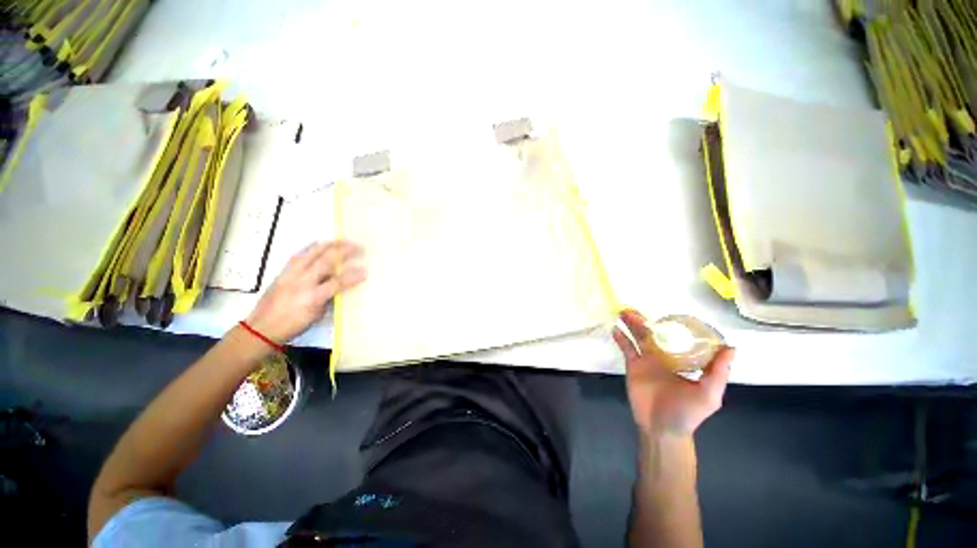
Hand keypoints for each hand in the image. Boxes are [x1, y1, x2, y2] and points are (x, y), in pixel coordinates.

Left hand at [246, 241, 365, 343]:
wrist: (262, 327)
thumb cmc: (293, 325)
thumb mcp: (316, 315)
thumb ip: (328, 298)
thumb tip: (338, 286)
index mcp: (313, 297)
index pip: (338, 282)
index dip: (353, 276)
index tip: (365, 271)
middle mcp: (302, 282)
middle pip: (325, 262)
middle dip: (343, 252)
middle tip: (357, 247)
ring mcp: (291, 275)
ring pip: (311, 254)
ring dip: (328, 245)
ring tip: (341, 240)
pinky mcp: (282, 273)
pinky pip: (297, 256)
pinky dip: (309, 248)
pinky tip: (317, 243)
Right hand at [613, 310, 732, 436]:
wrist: (662, 429)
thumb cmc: (688, 412)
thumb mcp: (709, 394)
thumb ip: (718, 372)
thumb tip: (731, 347)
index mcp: (682, 360)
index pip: (678, 338)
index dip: (673, 325)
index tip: (669, 312)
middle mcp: (663, 356)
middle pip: (653, 334)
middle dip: (645, 321)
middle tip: (636, 309)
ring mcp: (647, 360)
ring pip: (638, 337)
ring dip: (630, 325)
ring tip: (623, 313)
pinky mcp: (633, 366)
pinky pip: (626, 349)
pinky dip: (621, 339)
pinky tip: (615, 330)